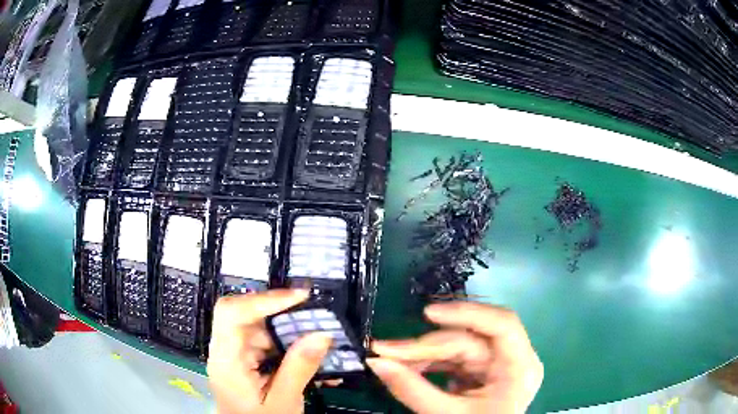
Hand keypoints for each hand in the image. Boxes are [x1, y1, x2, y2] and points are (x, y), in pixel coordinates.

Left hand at [207, 290, 332, 413]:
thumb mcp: (283, 401)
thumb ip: (299, 368)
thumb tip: (322, 334)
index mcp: (226, 359)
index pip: (232, 313)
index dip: (263, 299)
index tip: (299, 297)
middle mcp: (226, 351)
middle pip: (248, 317)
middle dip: (283, 315)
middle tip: (316, 315)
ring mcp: (235, 356)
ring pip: (261, 329)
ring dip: (290, 332)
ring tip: (319, 336)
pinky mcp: (246, 363)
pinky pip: (267, 345)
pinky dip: (288, 346)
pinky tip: (308, 354)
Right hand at [367, 302, 542, 413]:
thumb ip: (412, 389)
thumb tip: (376, 362)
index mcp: (519, 368)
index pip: (502, 324)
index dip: (466, 313)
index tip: (428, 314)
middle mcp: (512, 359)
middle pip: (469, 338)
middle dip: (426, 345)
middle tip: (385, 349)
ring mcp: (495, 365)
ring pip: (457, 346)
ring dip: (423, 353)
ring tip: (390, 358)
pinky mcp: (480, 371)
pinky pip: (453, 358)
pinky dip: (428, 362)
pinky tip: (407, 367)